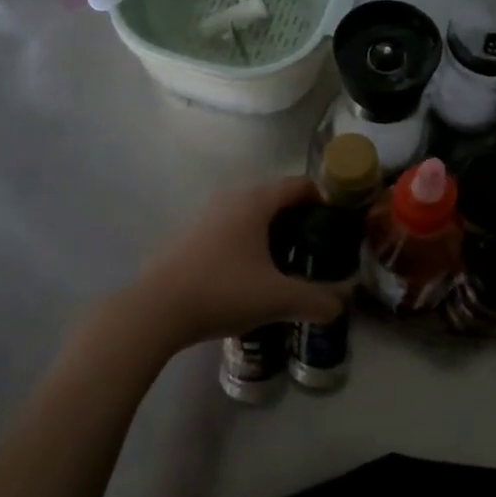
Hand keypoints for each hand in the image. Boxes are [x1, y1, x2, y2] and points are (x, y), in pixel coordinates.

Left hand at [129, 177, 347, 347]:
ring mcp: (207, 219)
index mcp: (255, 202)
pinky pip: (232, 232)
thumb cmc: (223, 291)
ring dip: (274, 235)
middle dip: (301, 221)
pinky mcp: (191, 240)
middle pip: (276, 199)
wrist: (155, 311)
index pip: (299, 185)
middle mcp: (231, 201)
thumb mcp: (278, 299)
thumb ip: (316, 301)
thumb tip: (340, 306)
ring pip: (252, 217)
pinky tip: (254, 278)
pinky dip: (250, 245)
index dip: (324, 199)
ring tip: (290, 266)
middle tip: (319, 250)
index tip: (339, 225)